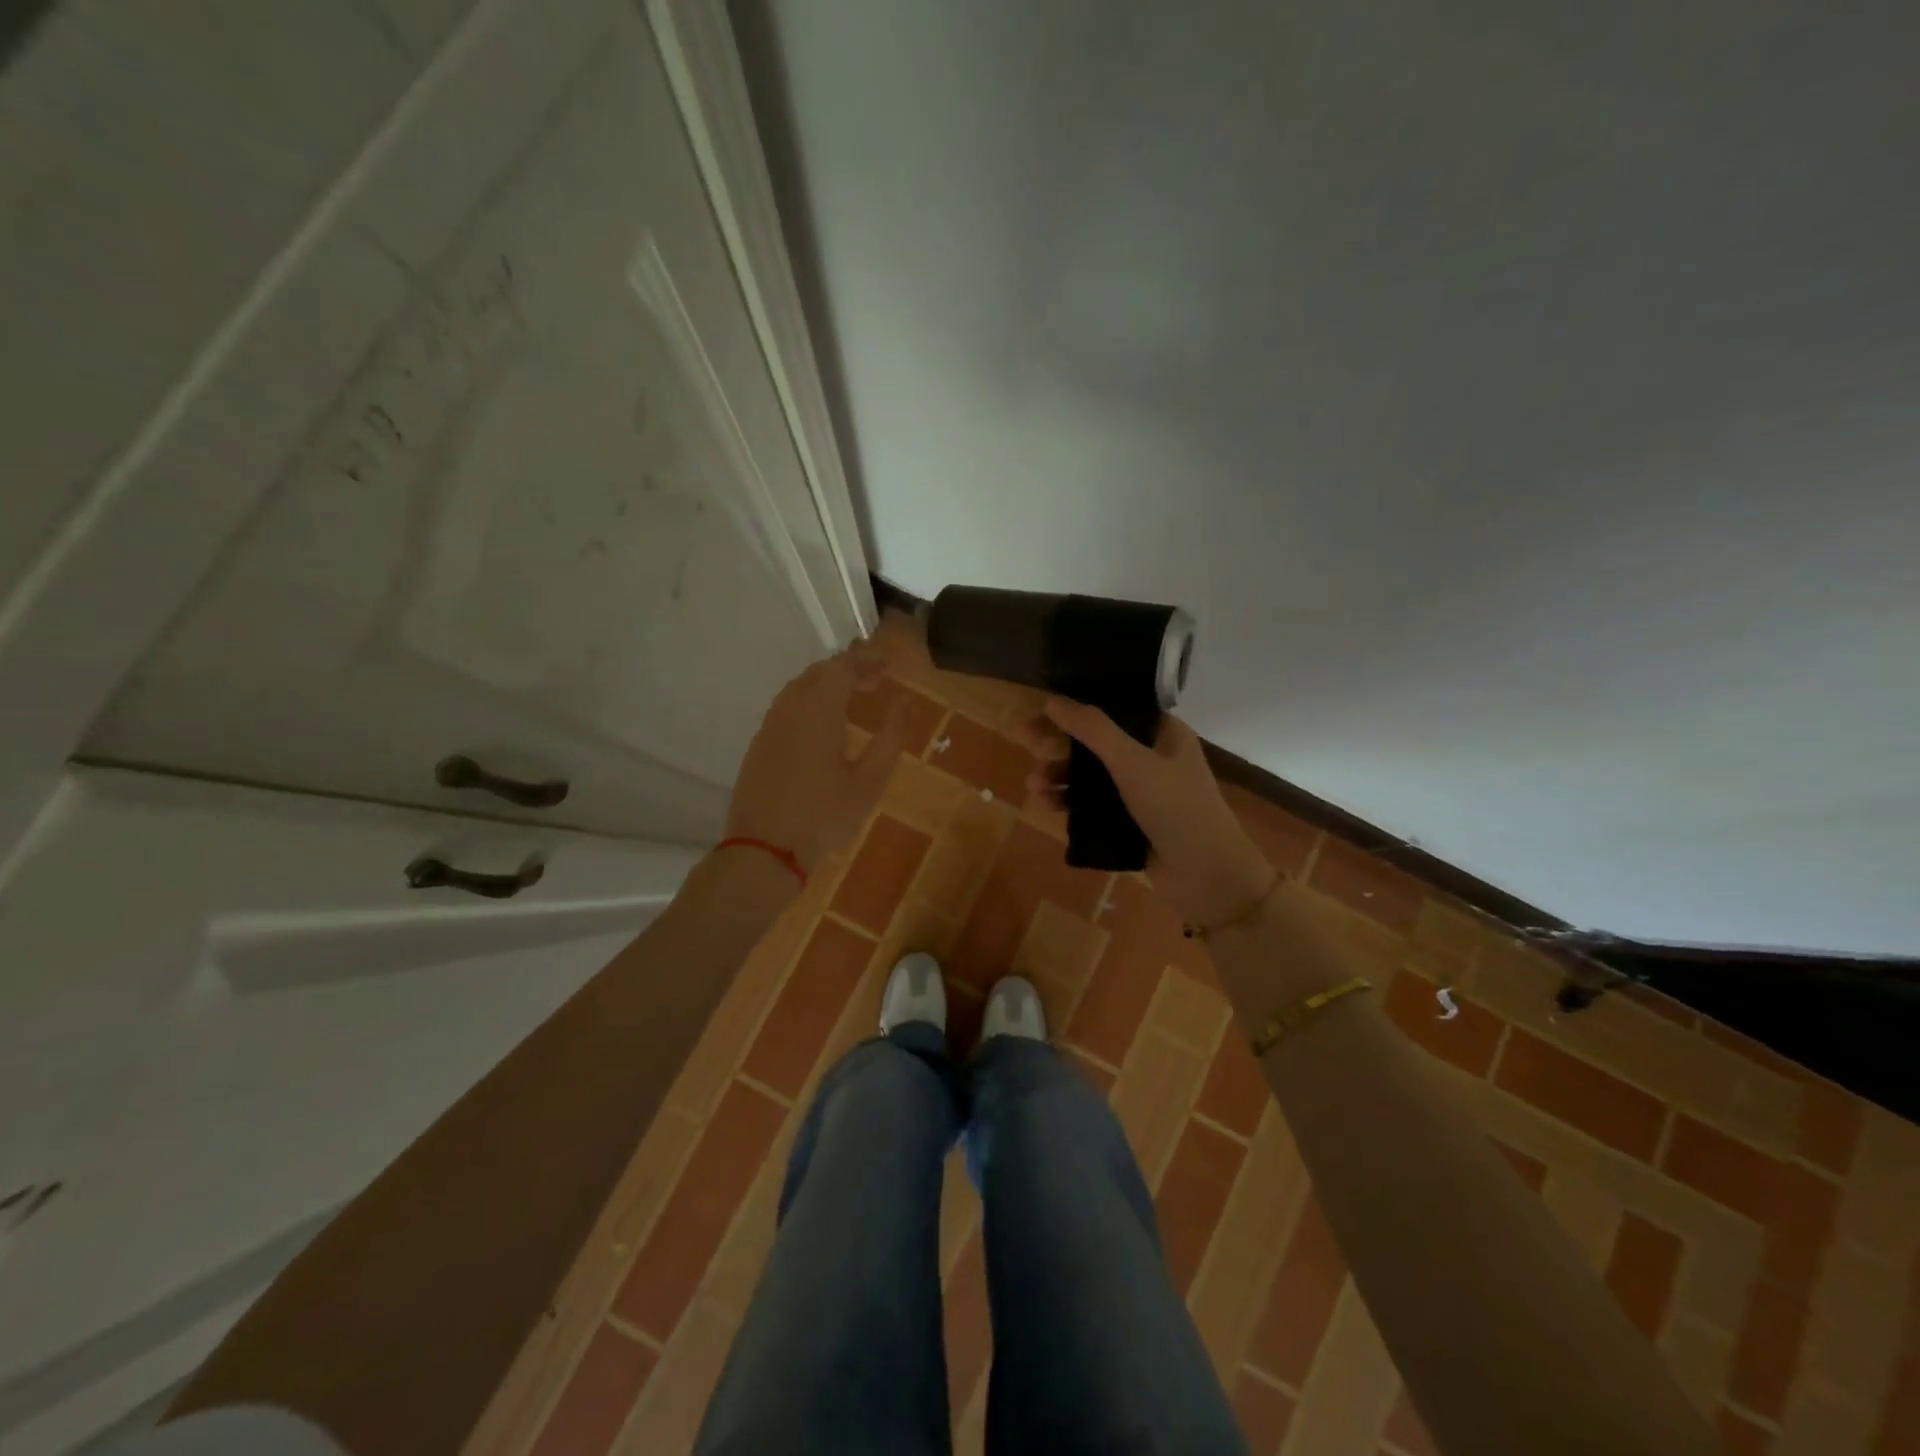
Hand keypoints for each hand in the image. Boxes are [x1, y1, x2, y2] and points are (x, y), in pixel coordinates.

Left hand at [725, 644, 906, 874]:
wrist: (763, 852)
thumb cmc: (823, 817)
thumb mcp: (868, 782)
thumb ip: (890, 737)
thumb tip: (905, 703)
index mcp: (817, 711)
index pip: (842, 667)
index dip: (867, 660)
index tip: (889, 665)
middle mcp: (789, 709)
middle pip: (818, 672)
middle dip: (848, 668)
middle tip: (876, 679)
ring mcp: (769, 727)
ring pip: (799, 688)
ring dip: (827, 684)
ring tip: (854, 697)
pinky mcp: (759, 746)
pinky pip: (787, 708)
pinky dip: (810, 702)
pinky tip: (824, 724)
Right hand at [1026, 700, 1274, 924]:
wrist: (1208, 878)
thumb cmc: (1176, 808)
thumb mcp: (1132, 762)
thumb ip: (1092, 729)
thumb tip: (1052, 701)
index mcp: (1163, 733)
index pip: (1115, 707)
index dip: (1079, 705)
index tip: (1043, 709)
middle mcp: (1153, 757)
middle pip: (1097, 741)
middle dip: (1061, 743)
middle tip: (1025, 742)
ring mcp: (1143, 792)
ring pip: (1092, 775)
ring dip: (1061, 776)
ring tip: (1033, 785)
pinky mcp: (1132, 823)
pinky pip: (1094, 805)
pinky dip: (1070, 803)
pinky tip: (1046, 805)